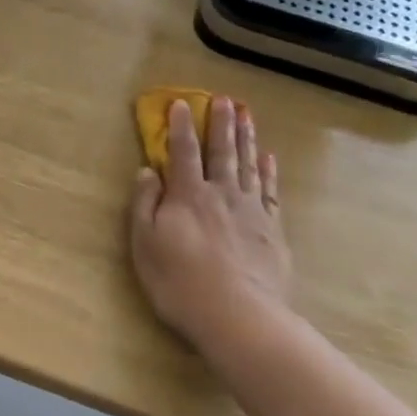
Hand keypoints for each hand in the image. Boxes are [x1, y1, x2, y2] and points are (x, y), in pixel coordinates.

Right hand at [130, 97, 293, 353]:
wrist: (238, 316)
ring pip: (248, 165)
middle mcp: (221, 194)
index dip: (180, 126)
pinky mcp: (272, 230)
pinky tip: (269, 158)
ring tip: (247, 115)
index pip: (183, 152)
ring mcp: (251, 211)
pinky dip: (269, 172)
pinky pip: (270, 191)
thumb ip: (144, 204)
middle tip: (224, 99)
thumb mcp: (145, 244)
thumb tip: (147, 171)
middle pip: (221, 151)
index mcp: (188, 196)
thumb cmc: (180, 282)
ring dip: (246, 138)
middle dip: (220, 123)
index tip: (181, 103)